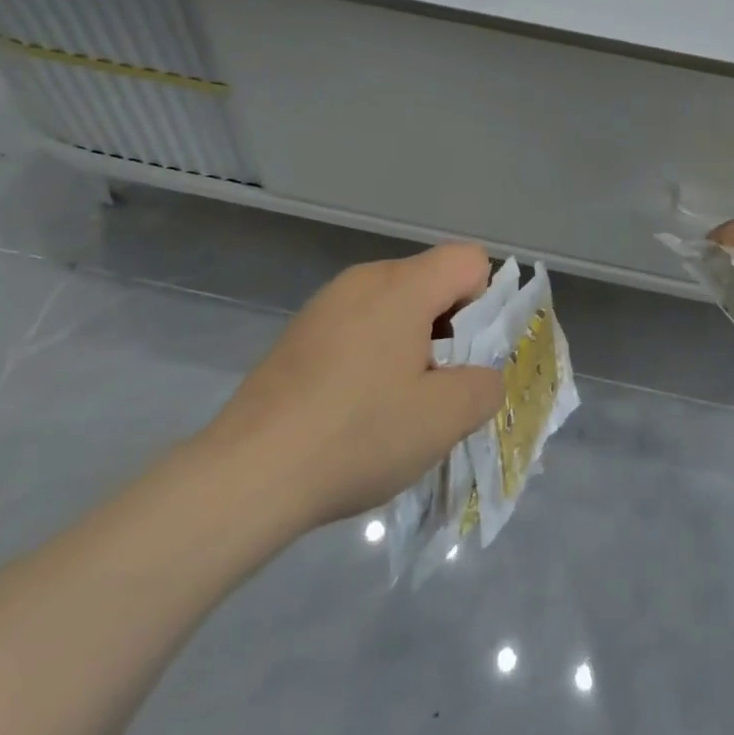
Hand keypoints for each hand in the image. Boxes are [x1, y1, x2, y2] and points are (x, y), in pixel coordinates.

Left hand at [204, 244, 504, 530]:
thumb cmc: (357, 435)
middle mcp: (361, 280)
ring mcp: (324, 306)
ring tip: (397, 405)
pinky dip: (374, 357)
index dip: (485, 304)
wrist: (248, 474)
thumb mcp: (444, 418)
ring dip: (412, 346)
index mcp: (400, 286)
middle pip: (431, 282)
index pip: (469, 260)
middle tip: (438, 389)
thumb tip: (481, 375)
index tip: (468, 357)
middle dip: (450, 330)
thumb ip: (485, 386)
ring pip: (394, 308)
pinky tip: (356, 409)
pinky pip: (358, 328)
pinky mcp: (299, 335)